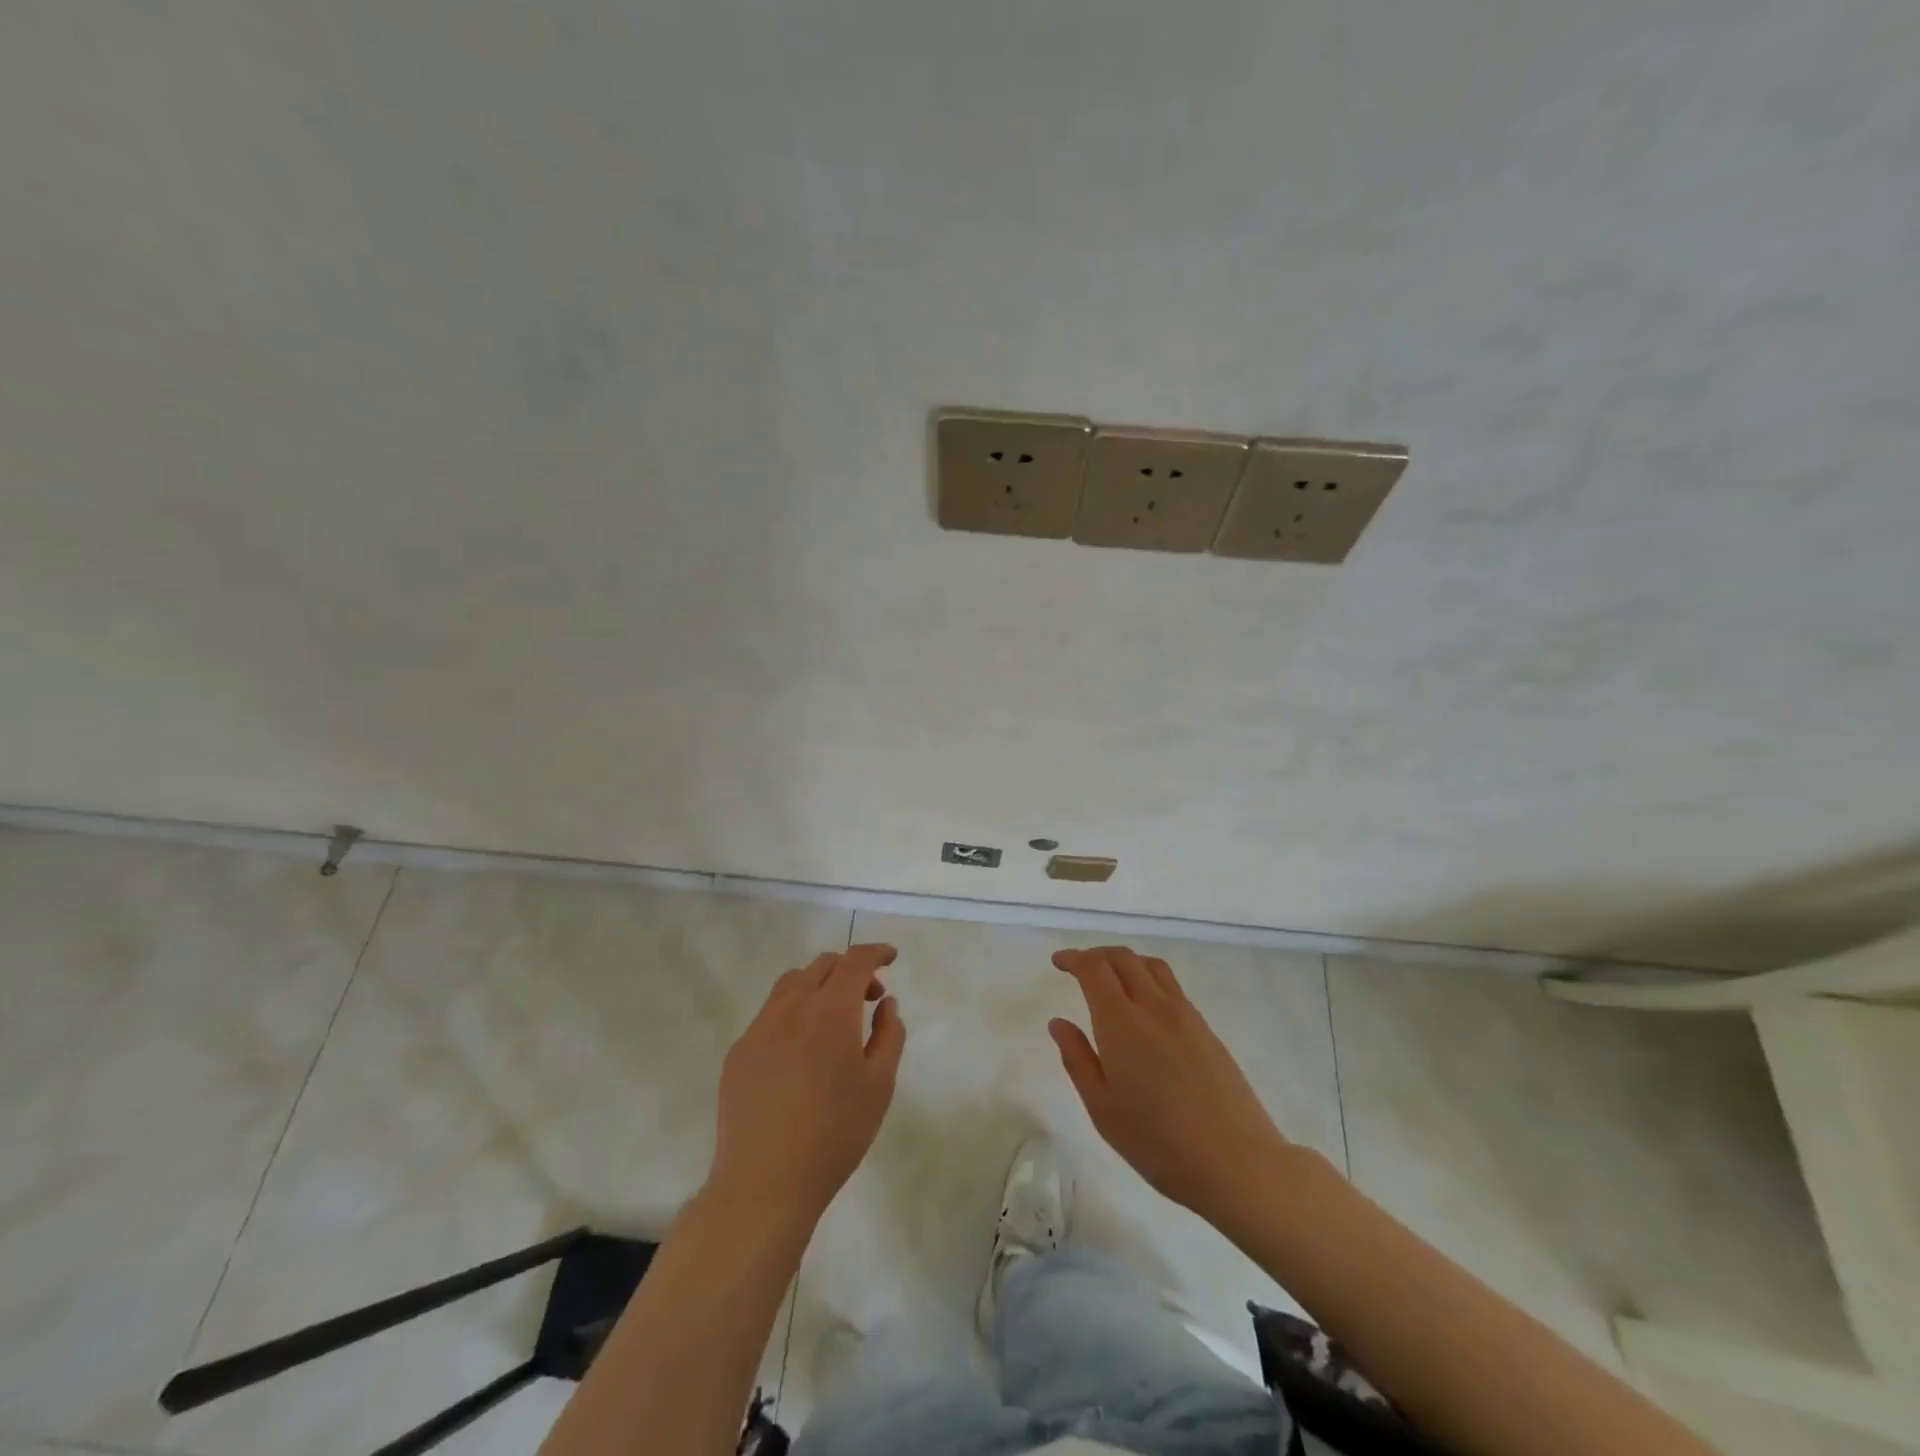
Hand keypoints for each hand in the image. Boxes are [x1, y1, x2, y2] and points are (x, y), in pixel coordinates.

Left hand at [708, 943, 904, 1227]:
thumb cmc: (835, 1134)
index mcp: (830, 1011)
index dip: (875, 952)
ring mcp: (759, 1029)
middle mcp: (791, 1008)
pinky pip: (770, 1015)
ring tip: (833, 1021)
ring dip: (819, 987)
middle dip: (850, 970)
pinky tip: (801, 1054)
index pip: (855, 961)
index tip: (891, 957)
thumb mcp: (879, 1085)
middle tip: (869, 999)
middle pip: (822, 966)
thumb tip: (886, 1003)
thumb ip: (889, 1034)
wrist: (765, 1184)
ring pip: (791, 985)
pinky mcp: (738, 1053)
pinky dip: (793, 1014)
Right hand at [1050, 946, 1288, 1226]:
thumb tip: (1059, 1023)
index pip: (1094, 969)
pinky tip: (1145, 1008)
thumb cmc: (1158, 1142)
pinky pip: (1172, 987)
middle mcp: (1154, 1006)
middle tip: (1079, 968)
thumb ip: (1078, 1059)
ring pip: (1152, 966)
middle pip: (1124, 958)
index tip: (1059, 962)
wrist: (1237, 1162)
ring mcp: (1186, 1015)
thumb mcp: (1103, 1109)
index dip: (1074, 958)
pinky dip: (1149, 979)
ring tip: (1112, 980)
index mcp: (1122, 1022)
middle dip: (1097, 955)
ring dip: (1126, 962)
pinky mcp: (1207, 1029)